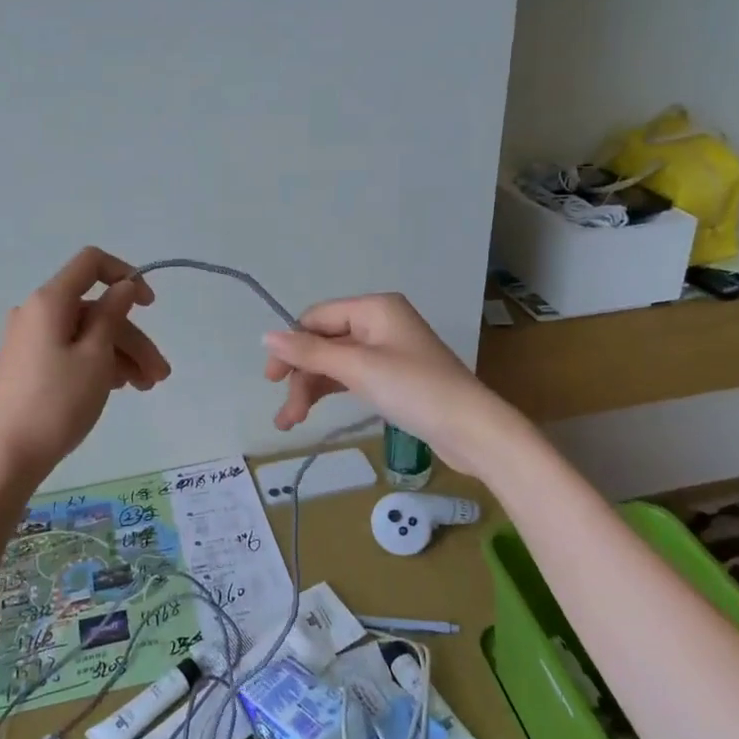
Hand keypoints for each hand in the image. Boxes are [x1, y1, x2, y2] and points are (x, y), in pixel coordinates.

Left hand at [0, 248, 171, 482]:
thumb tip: (122, 285)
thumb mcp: (96, 356)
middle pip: (95, 309)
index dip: (125, 275)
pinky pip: (70, 350)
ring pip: (86, 334)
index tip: (151, 305)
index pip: (91, 263)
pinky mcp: (28, 364)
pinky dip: (97, 362)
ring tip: (146, 388)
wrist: (9, 455)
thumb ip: (113, 314)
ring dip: (120, 355)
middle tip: (160, 374)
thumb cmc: (58, 402)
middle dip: (132, 338)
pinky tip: (119, 387)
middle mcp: (36, 313)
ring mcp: (30, 340)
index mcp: (49, 301)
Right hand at [262, 293, 525, 476]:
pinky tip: (312, 412)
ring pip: (335, 363)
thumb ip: (310, 352)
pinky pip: (351, 376)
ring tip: (290, 422)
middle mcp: (379, 323)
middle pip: (324, 342)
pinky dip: (331, 392)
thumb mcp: (358, 368)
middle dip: (302, 376)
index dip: (291, 346)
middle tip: (287, 414)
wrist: (472, 430)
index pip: (317, 318)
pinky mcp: (392, 377)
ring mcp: (387, 351)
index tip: (271, 379)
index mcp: (374, 308)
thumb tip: (266, 336)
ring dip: (311, 389)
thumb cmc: (415, 389)